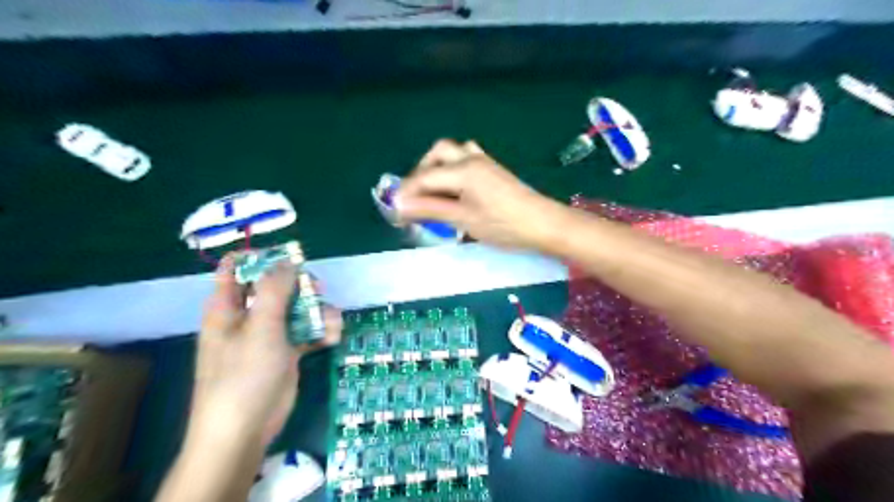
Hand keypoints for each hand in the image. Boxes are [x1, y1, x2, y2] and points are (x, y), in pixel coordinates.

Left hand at [191, 258, 340, 444]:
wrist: (245, 430)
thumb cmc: (244, 374)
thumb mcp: (260, 327)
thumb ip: (275, 289)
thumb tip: (288, 260)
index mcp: (229, 305)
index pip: (237, 268)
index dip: (261, 258)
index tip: (290, 257)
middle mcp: (249, 315)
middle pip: (276, 285)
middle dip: (300, 285)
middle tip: (317, 290)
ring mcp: (270, 334)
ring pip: (298, 307)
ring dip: (318, 311)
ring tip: (331, 322)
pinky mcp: (288, 351)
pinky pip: (308, 330)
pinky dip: (322, 331)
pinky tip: (332, 339)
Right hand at [394, 139, 560, 247]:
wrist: (543, 223)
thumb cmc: (503, 225)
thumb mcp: (464, 219)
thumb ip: (431, 210)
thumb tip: (399, 206)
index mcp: (462, 170)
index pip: (425, 176)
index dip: (407, 192)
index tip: (395, 211)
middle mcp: (471, 158)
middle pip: (437, 152)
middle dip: (421, 172)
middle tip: (415, 196)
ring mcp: (485, 161)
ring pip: (453, 152)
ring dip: (438, 166)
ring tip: (433, 191)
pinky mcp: (494, 170)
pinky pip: (467, 158)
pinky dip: (453, 168)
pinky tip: (456, 187)